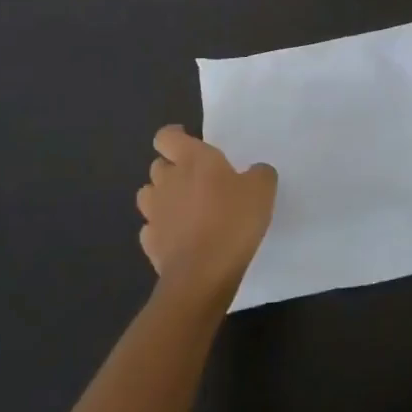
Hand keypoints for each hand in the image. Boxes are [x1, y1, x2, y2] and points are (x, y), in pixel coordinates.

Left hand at [138, 126, 276, 306]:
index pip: (166, 136)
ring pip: (149, 195)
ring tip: (184, 208)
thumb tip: (255, 172)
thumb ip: (259, 174)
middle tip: (196, 179)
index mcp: (192, 160)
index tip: (186, 140)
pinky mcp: (150, 243)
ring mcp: (154, 213)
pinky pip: (151, 229)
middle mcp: (167, 181)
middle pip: (158, 165)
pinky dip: (162, 229)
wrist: (203, 275)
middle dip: (172, 168)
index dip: (174, 136)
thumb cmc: (233, 221)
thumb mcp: (262, 190)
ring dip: (162, 197)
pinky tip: (180, 238)